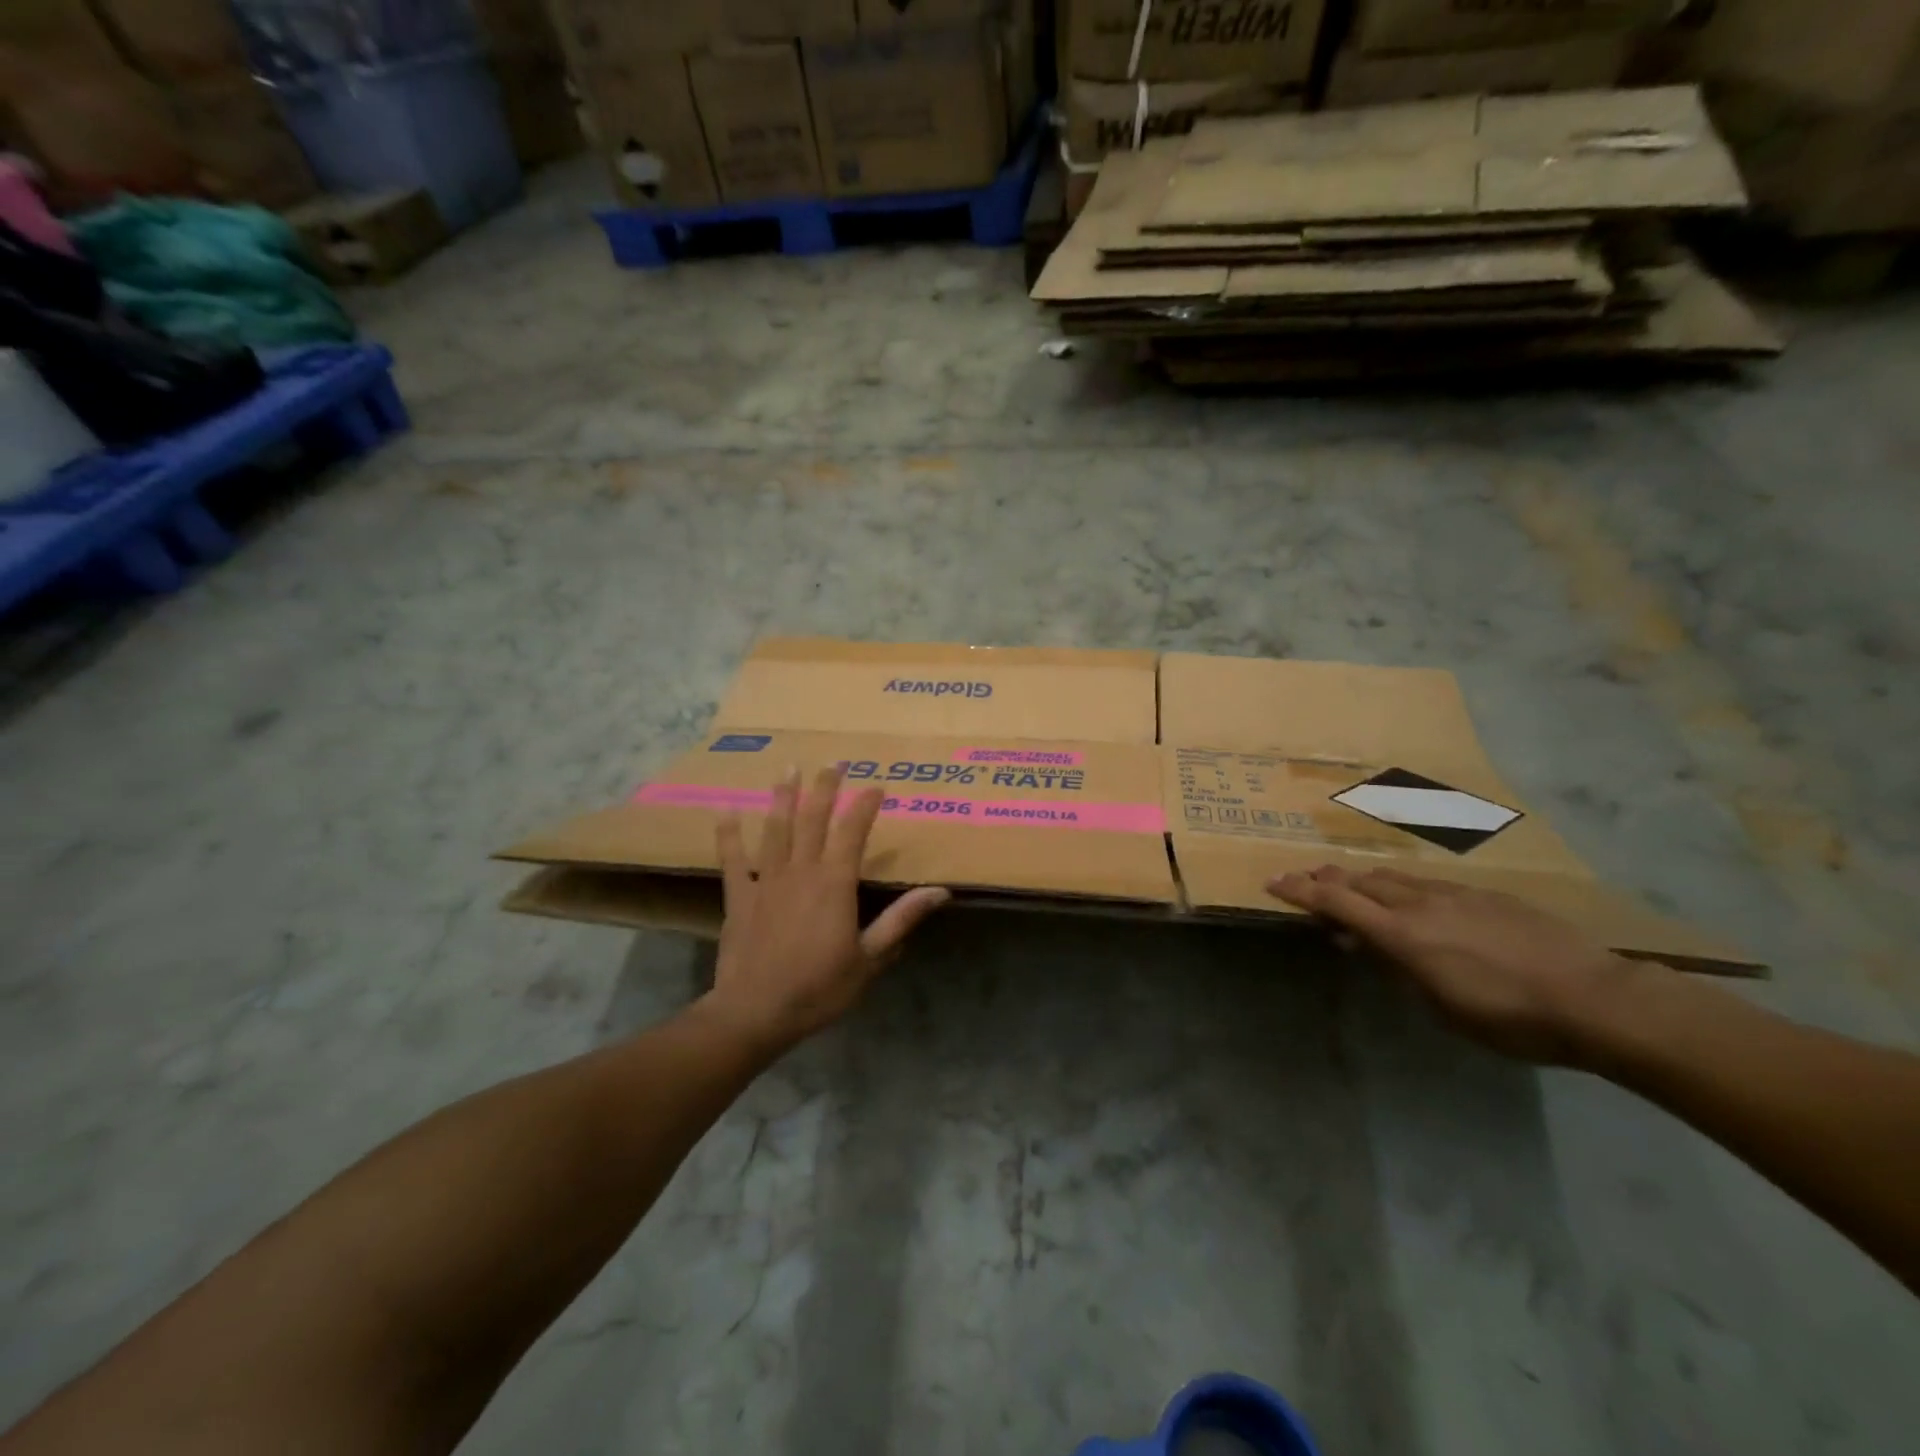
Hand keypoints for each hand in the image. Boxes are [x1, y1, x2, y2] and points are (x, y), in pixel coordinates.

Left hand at [707, 764, 949, 1052]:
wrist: (756, 1012)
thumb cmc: (819, 988)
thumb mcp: (870, 958)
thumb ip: (901, 920)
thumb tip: (940, 891)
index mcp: (835, 883)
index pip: (853, 832)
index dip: (865, 806)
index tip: (877, 785)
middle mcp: (801, 871)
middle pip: (813, 819)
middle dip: (825, 788)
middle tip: (833, 762)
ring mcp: (766, 880)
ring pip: (775, 829)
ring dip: (782, 797)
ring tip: (788, 769)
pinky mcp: (738, 896)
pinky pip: (732, 859)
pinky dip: (729, 834)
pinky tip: (726, 810)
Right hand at [1267, 864, 1653, 1065]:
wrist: (1597, 999)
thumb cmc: (1511, 1019)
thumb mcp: (1442, 1007)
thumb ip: (1398, 969)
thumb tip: (1366, 945)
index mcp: (1403, 934)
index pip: (1337, 902)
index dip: (1301, 891)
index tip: (1273, 882)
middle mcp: (1421, 904)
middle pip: (1360, 880)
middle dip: (1327, 879)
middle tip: (1304, 879)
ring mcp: (1456, 894)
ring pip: (1394, 877)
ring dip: (1364, 880)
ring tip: (1351, 885)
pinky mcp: (1487, 895)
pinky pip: (1429, 883)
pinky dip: (1404, 887)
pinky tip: (1414, 900)